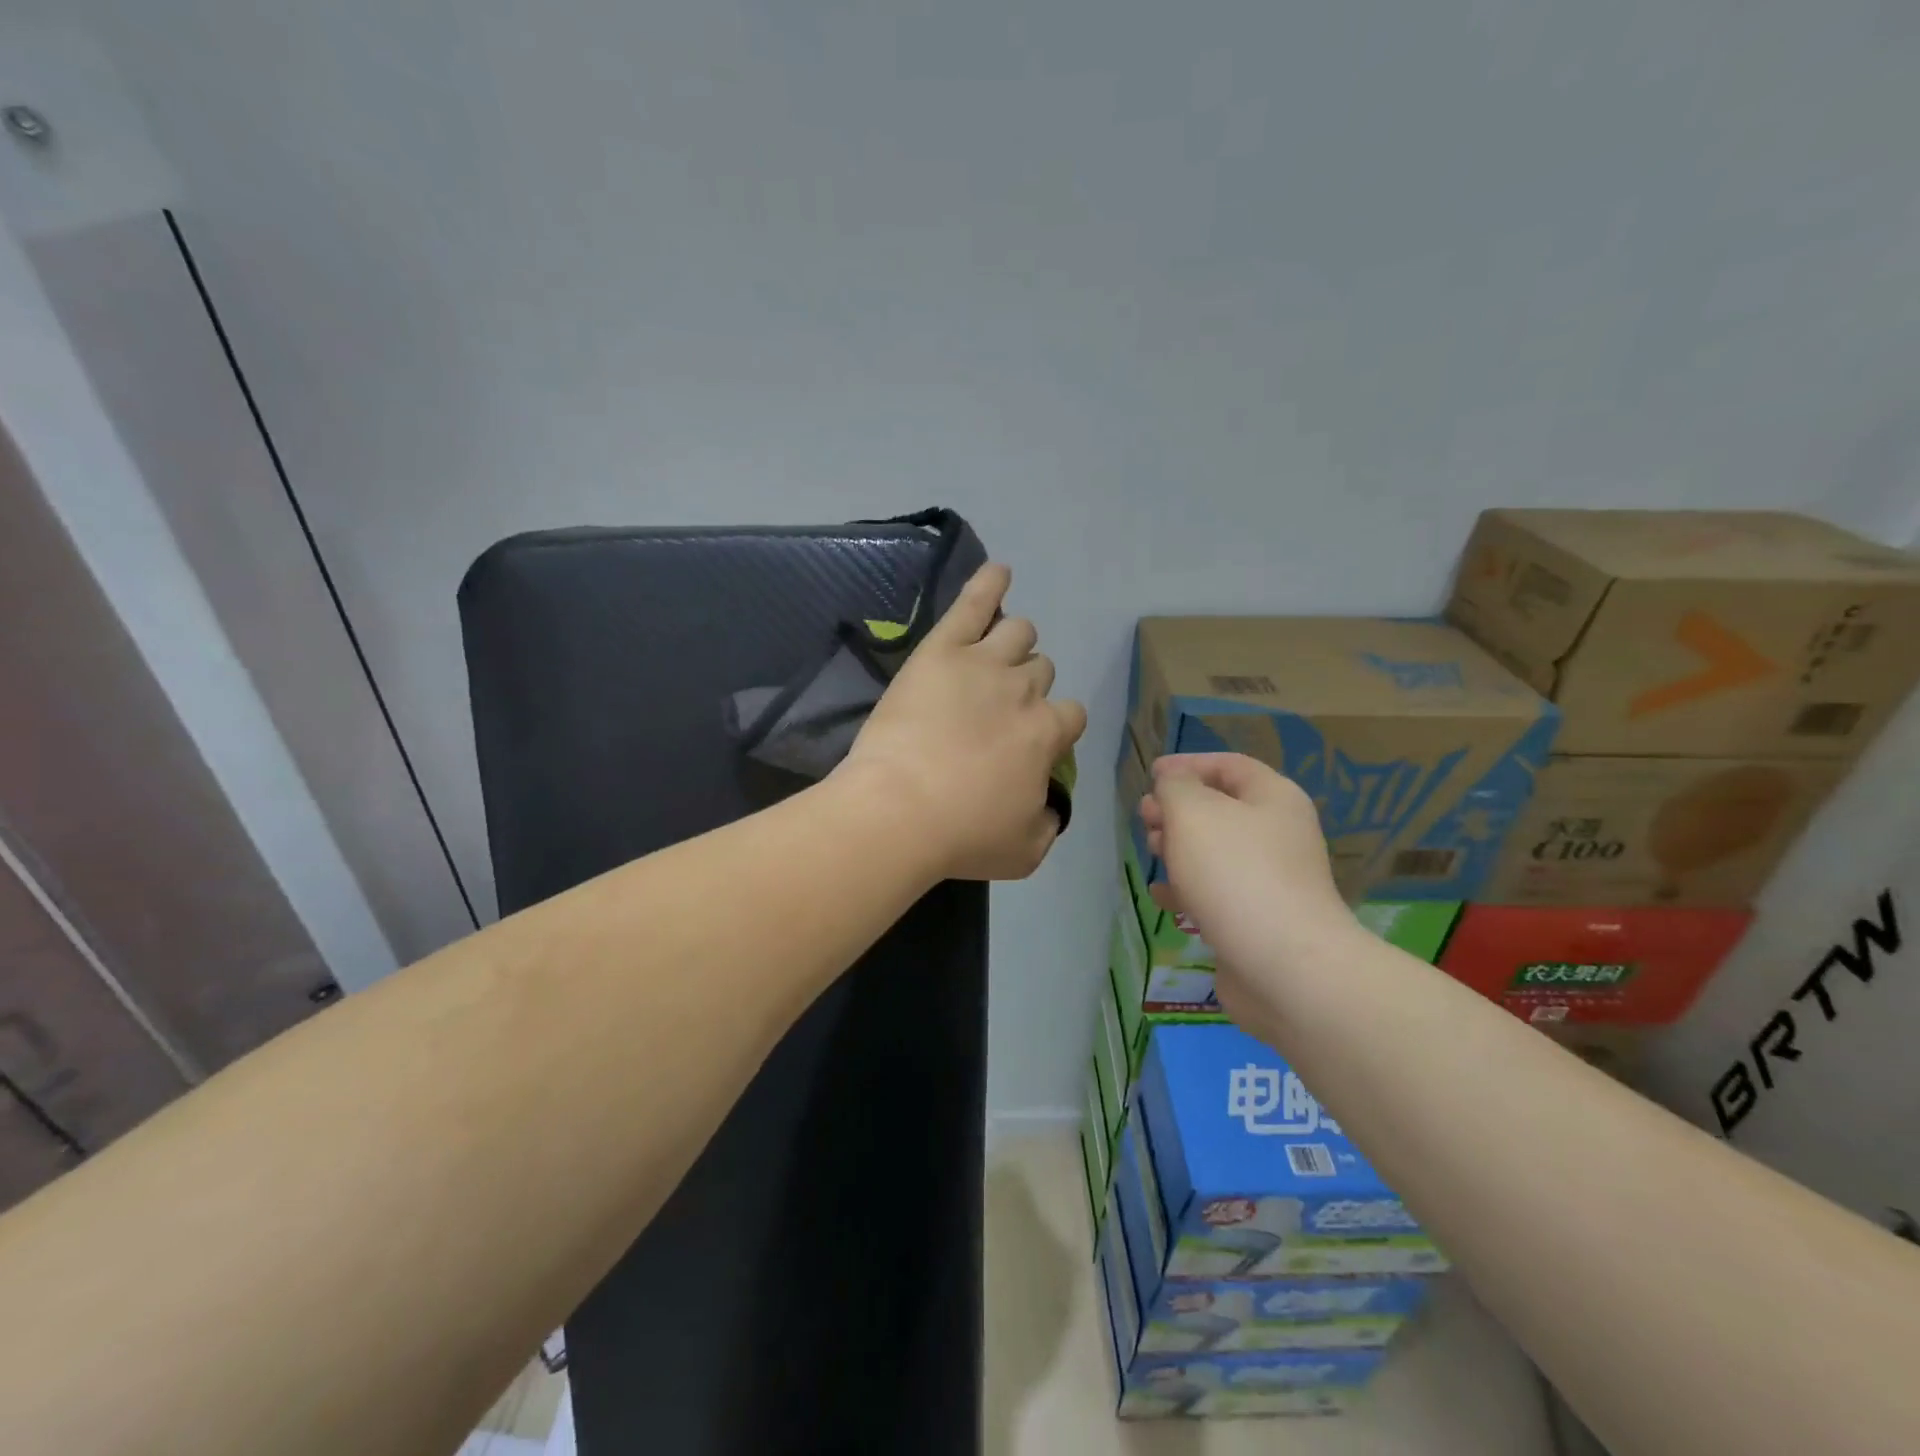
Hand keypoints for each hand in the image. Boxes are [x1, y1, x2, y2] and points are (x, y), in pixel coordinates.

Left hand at [840, 564, 1087, 880]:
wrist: (899, 810)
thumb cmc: (962, 836)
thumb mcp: (1025, 851)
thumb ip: (1049, 824)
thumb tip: (1052, 807)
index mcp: (1048, 733)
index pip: (1071, 715)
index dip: (1054, 727)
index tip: (1031, 744)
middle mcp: (1025, 690)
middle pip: (1041, 670)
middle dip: (1027, 687)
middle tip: (995, 711)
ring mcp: (984, 663)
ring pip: (1019, 633)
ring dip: (1013, 644)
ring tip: (993, 656)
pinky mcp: (942, 649)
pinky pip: (973, 604)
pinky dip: (989, 584)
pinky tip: (998, 571)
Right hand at [1140, 754, 1354, 1015]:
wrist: (1283, 966)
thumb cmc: (1234, 874)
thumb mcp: (1193, 812)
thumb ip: (1175, 787)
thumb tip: (1173, 783)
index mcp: (1273, 798)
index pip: (1229, 765)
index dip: (1188, 764)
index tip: (1151, 775)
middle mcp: (1278, 834)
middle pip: (1221, 807)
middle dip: (1177, 809)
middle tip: (1145, 819)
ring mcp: (1271, 879)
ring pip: (1215, 851)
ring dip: (1179, 848)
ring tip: (1152, 853)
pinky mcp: (1258, 918)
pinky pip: (1217, 892)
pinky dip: (1188, 889)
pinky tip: (1163, 898)